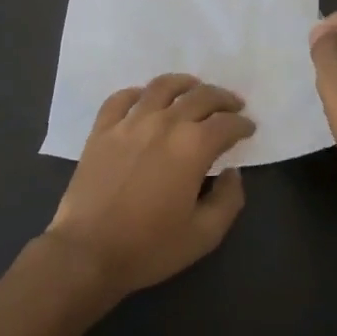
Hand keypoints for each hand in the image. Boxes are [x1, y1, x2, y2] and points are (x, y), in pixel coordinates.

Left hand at [45, 74, 255, 299]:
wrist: (87, 251)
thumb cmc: (149, 247)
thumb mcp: (204, 235)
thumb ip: (228, 200)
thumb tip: (232, 173)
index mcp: (192, 147)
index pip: (226, 124)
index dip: (242, 124)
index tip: (249, 129)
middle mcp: (163, 123)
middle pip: (199, 96)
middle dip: (222, 98)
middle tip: (232, 105)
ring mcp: (129, 122)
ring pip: (161, 87)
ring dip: (184, 84)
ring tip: (194, 88)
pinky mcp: (101, 129)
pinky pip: (121, 98)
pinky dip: (138, 93)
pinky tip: (145, 99)